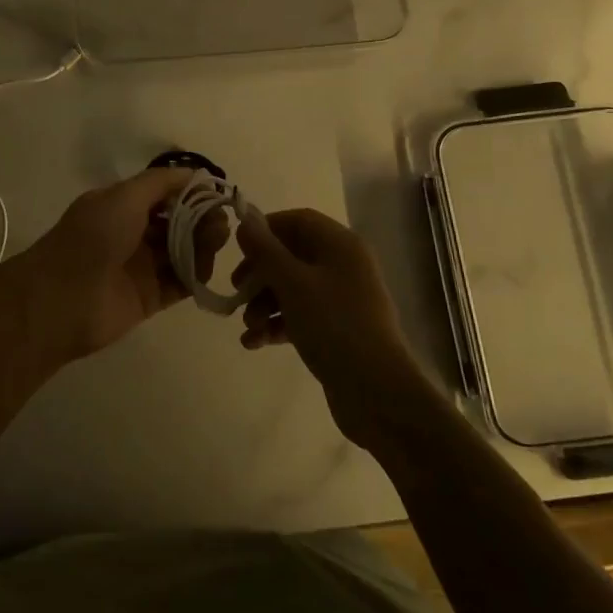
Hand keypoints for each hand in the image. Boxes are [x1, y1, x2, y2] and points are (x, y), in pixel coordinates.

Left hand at [12, 168, 225, 362]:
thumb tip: (194, 174)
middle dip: (201, 218)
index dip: (191, 192)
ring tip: (217, 242)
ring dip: (203, 244)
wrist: (63, 299)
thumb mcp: (124, 196)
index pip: (164, 194)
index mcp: (121, 206)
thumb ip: (160, 182)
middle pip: (177, 223)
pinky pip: (181, 283)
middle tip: (220, 222)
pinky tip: (207, 268)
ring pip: (182, 251)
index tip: (216, 194)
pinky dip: (197, 275)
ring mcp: (141, 267)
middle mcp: (132, 233)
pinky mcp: (149, 297)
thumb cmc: (93, 238)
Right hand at [234, 208, 437, 447]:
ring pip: (293, 288)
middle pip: (292, 256)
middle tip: (236, 291)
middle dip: (260, 274)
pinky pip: (301, 315)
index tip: (239, 248)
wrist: (376, 391)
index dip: (267, 229)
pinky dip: (277, 324)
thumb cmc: (333, 325)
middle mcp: (344, 266)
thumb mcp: (292, 284)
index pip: (298, 221)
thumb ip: (265, 251)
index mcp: (341, 245)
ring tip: (247, 327)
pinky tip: (254, 343)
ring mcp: (342, 299)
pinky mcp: (337, 329)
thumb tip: (245, 222)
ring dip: (264, 303)